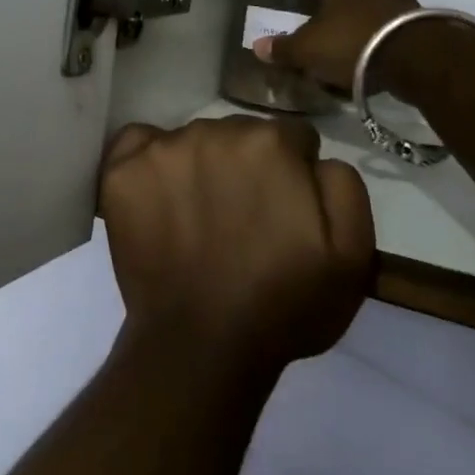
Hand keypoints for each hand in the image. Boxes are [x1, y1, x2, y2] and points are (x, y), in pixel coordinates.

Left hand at [98, 115, 374, 373]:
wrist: (202, 344)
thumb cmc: (283, 305)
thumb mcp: (352, 254)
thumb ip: (342, 184)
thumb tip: (314, 157)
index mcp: (271, 144)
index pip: (292, 138)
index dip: (294, 174)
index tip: (284, 210)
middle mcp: (214, 131)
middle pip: (239, 134)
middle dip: (246, 166)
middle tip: (242, 218)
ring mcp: (162, 149)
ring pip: (191, 140)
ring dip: (200, 165)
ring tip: (198, 216)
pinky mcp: (122, 171)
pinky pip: (137, 143)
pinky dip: (148, 161)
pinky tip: (157, 194)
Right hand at [252, 0, 418, 93]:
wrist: (418, 66)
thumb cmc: (354, 41)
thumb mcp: (309, 49)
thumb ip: (284, 48)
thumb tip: (259, 48)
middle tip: (323, 12)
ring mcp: (404, 2)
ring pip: (377, 1)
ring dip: (362, 16)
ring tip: (344, 42)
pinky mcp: (422, 27)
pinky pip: (393, 25)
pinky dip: (380, 37)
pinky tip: (366, 60)